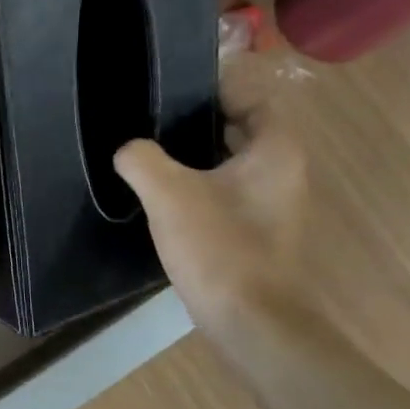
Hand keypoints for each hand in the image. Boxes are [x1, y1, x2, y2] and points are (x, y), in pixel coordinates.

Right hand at [112, 64, 307, 331]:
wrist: (249, 320)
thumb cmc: (219, 247)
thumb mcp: (169, 194)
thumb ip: (142, 159)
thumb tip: (128, 150)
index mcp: (275, 151)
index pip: (254, 98)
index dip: (218, 88)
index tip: (173, 88)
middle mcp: (281, 172)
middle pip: (240, 129)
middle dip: (198, 120)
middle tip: (151, 117)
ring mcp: (269, 204)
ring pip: (229, 163)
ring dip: (194, 155)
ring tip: (148, 151)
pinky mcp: (253, 231)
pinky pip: (223, 192)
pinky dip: (197, 184)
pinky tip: (160, 194)